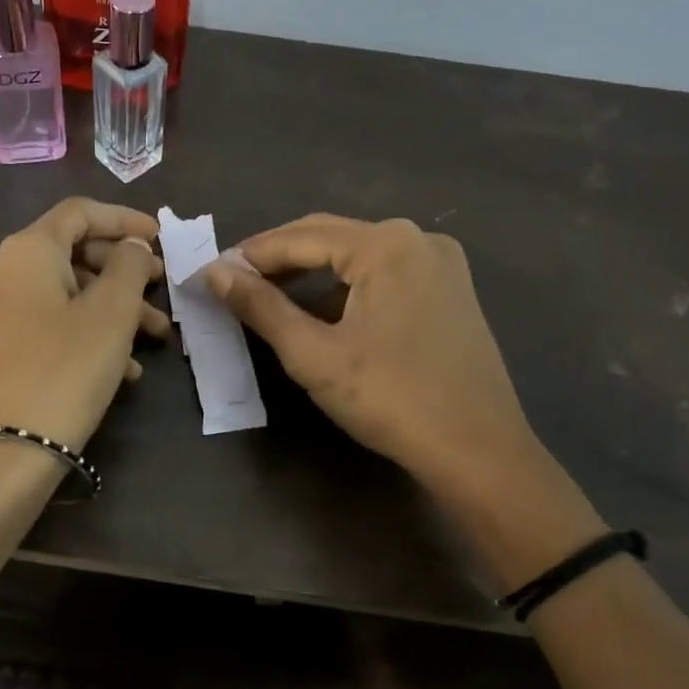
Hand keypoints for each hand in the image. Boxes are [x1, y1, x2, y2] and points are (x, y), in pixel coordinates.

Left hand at [0, 198, 168, 453]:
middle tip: (162, 292)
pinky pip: (49, 323)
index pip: (79, 212)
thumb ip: (128, 266)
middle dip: (124, 272)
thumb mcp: (111, 314)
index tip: (160, 238)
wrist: (4, 452)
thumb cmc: (65, 370)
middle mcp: (2, 271)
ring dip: (113, 308)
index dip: (124, 219)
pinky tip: (123, 367)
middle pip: (73, 253)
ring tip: (155, 338)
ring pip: (66, 293)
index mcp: (26, 251)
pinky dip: (87, 332)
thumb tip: (131, 245)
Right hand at [204, 215, 603, 588]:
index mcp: (385, 244)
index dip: (250, 255)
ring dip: (311, 273)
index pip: (300, 237)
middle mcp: (417, 239)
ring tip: (268, 296)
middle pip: (330, 237)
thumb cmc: (390, 399)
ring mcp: (441, 263)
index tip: (210, 273)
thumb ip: (261, 307)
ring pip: (357, 256)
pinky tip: (322, 311)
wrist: (478, 451)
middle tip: (233, 282)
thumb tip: (214, 274)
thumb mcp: (313, 354)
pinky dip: (345, 287)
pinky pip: (384, 274)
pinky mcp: (451, 291)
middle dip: (278, 258)